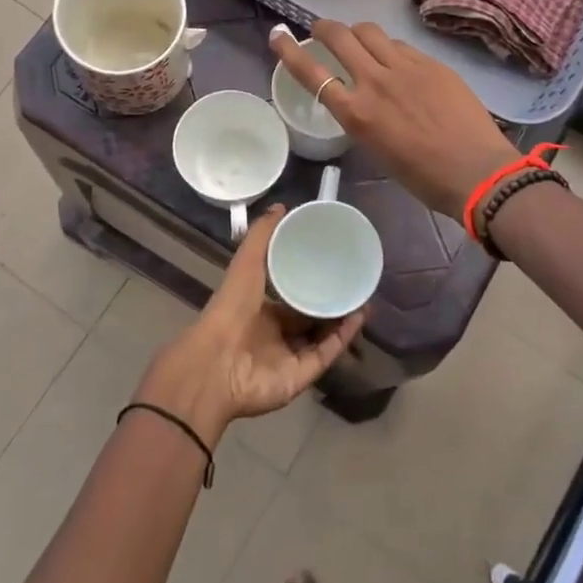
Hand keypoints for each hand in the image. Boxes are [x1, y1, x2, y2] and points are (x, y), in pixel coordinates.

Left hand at [136, 206, 366, 446]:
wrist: (217, 363)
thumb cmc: (231, 309)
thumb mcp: (246, 264)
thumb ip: (261, 236)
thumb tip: (281, 206)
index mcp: (260, 310)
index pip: (289, 295)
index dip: (308, 280)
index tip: (331, 263)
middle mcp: (275, 334)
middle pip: (309, 317)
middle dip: (330, 302)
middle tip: (354, 282)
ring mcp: (289, 357)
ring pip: (321, 336)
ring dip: (342, 319)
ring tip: (364, 298)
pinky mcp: (301, 376)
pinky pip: (326, 354)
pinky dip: (343, 338)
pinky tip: (359, 317)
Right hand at [270, 20, 522, 219]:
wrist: (477, 171)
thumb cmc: (423, 177)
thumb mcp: (378, 149)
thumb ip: (363, 116)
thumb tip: (362, 98)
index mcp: (356, 113)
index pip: (312, 72)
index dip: (289, 51)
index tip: (278, 35)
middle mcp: (375, 82)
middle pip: (340, 36)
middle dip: (325, 27)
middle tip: (322, 30)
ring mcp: (406, 68)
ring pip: (371, 31)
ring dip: (358, 32)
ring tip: (361, 42)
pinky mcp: (432, 63)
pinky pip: (401, 45)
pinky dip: (390, 48)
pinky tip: (398, 61)